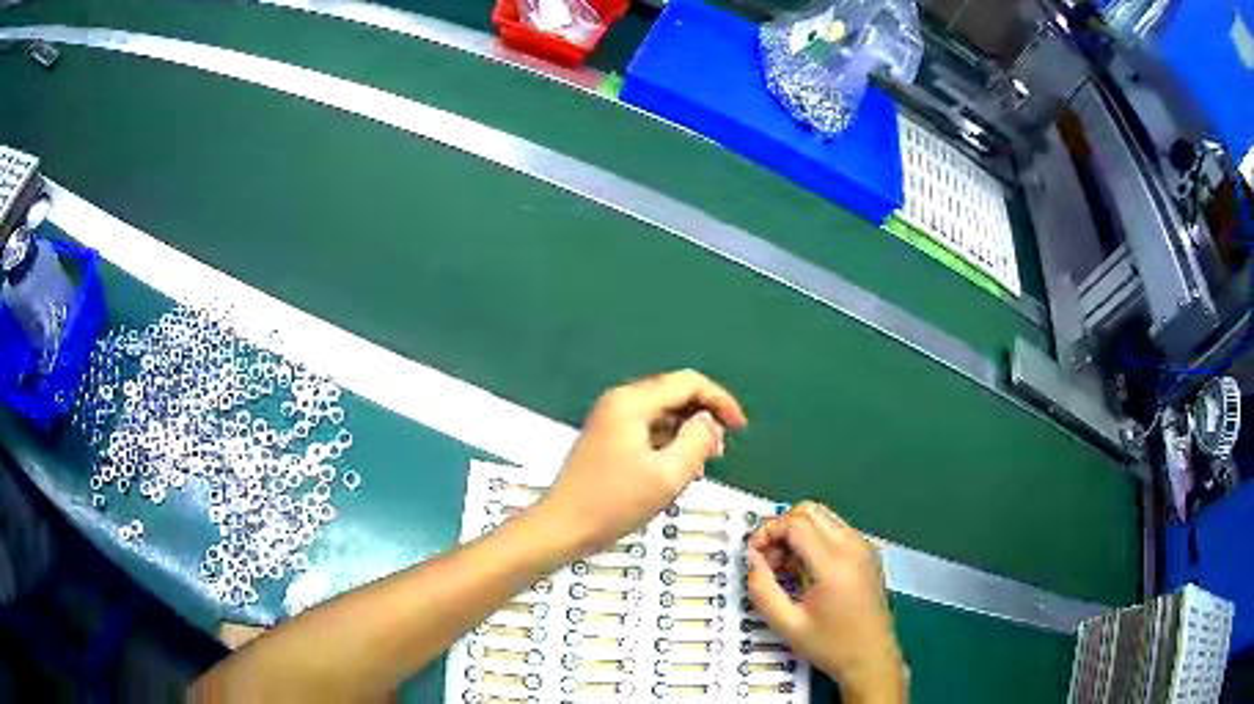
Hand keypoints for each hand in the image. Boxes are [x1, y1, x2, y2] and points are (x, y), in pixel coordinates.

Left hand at [538, 370, 746, 553]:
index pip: (688, 382)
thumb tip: (709, 422)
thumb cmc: (615, 503)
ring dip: (687, 433)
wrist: (563, 526)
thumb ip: (697, 441)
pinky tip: (676, 469)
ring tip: (700, 465)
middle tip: (719, 451)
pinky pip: (647, 428)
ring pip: (662, 413)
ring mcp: (610, 418)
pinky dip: (668, 442)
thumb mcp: (668, 475)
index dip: (720, 401)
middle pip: (674, 394)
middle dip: (703, 417)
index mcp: (633, 402)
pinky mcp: (606, 437)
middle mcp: (620, 401)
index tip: (740, 428)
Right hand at [746, 502, 906, 703]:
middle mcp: (852, 545)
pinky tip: (804, 570)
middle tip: (766, 558)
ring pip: (822, 517)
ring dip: (796, 532)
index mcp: (834, 563)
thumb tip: (753, 560)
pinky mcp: (867, 553)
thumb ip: (762, 589)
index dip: (767, 532)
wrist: (872, 657)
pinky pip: (834, 530)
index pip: (795, 523)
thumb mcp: (787, 624)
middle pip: (809, 511)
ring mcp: (863, 546)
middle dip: (781, 527)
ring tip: (782, 566)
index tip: (753, 554)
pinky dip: (813, 539)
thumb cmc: (830, 645)